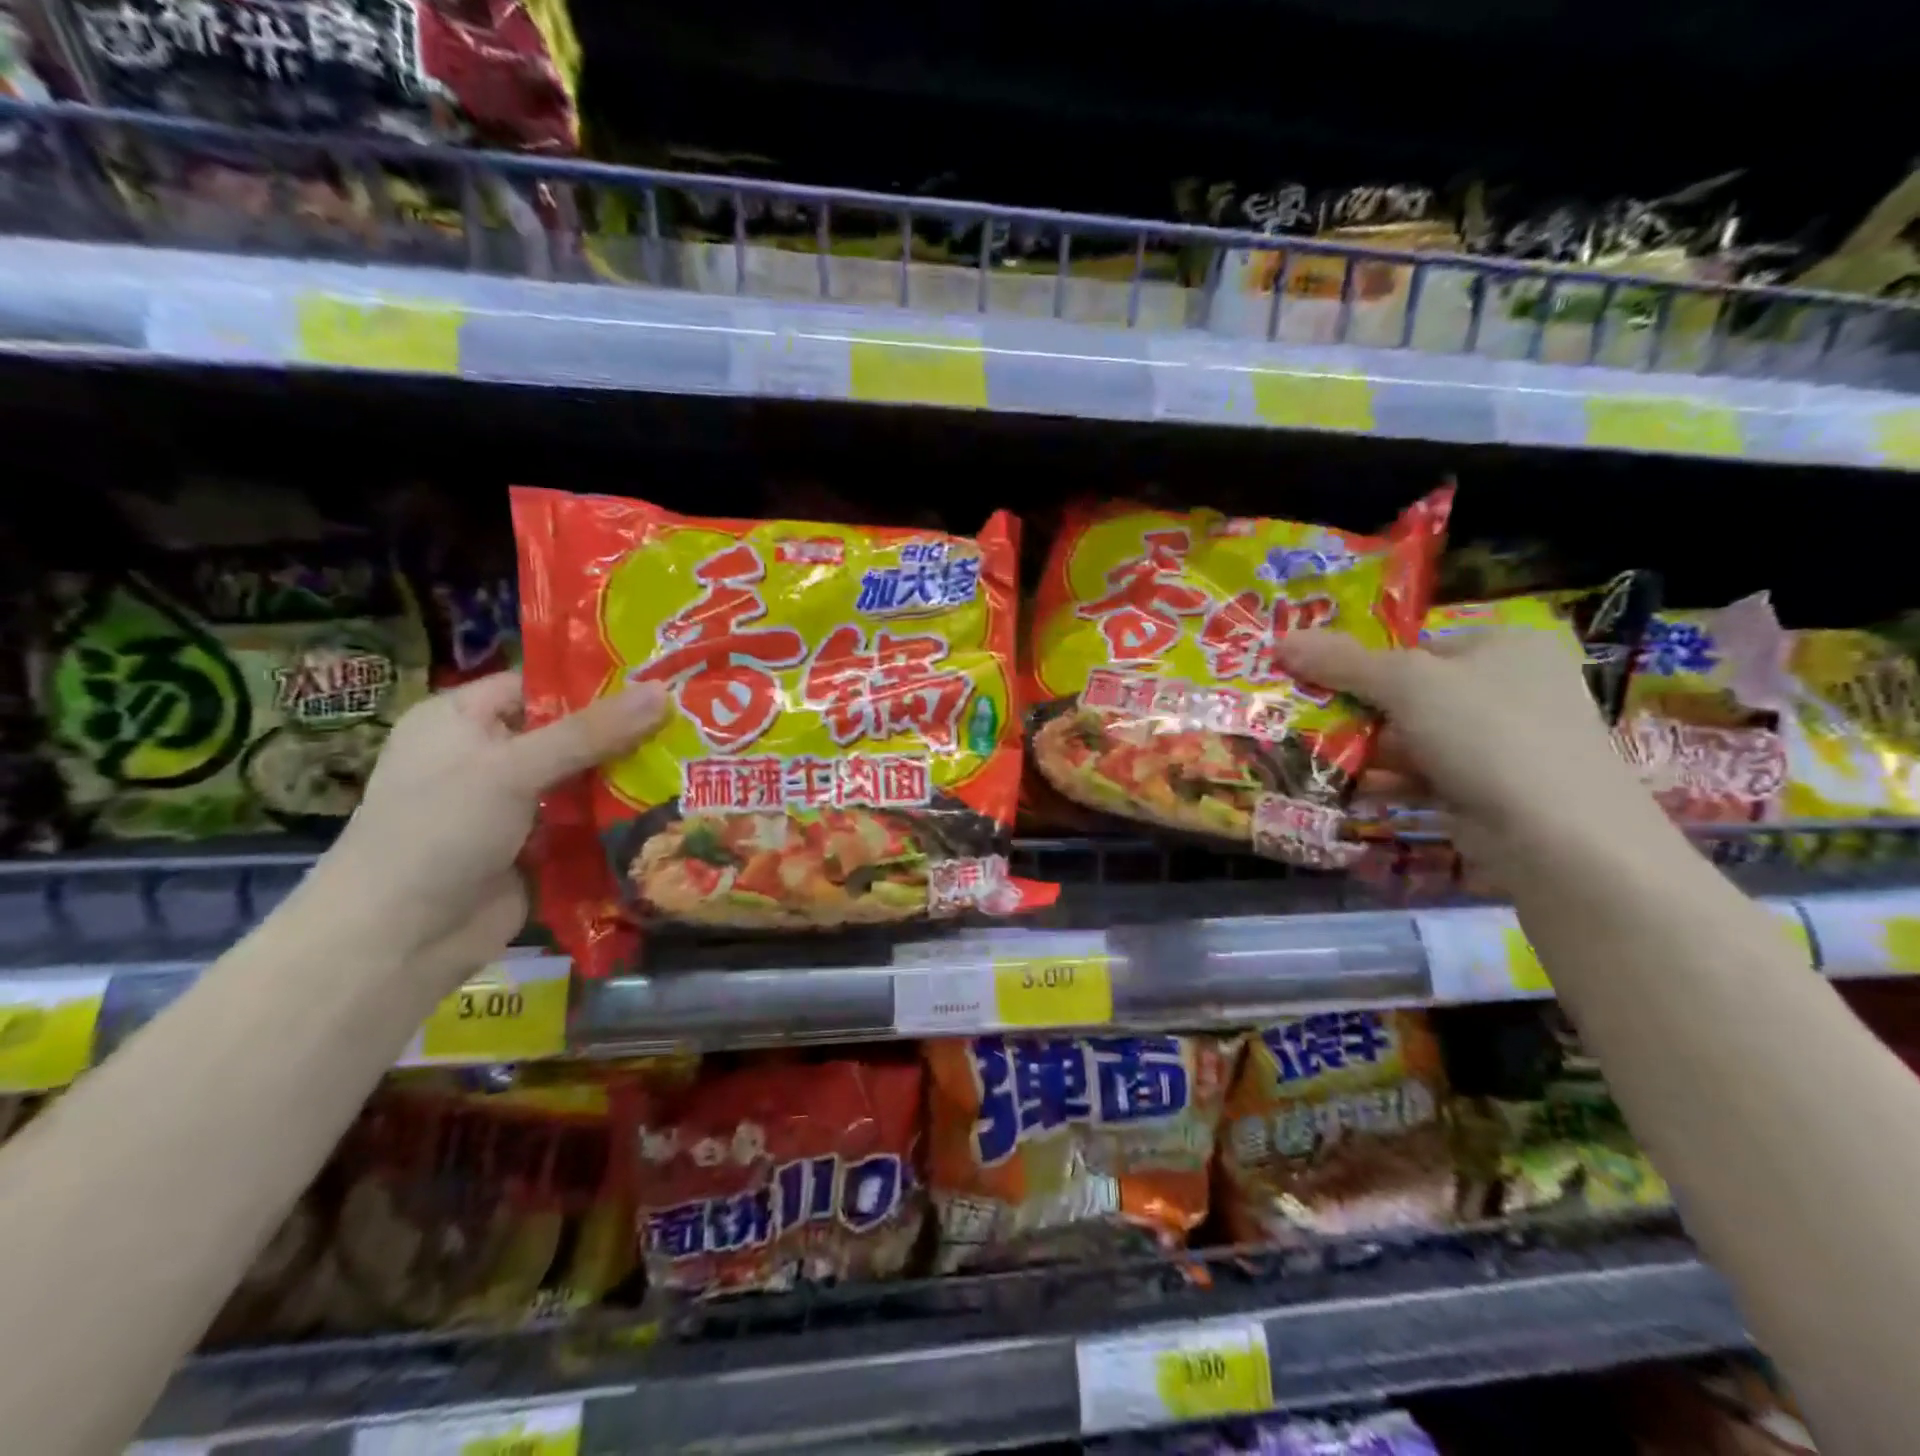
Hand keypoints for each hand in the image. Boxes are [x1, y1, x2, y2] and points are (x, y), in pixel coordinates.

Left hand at [301, 673, 669, 989]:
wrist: (397, 941)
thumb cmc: (439, 832)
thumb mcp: (512, 769)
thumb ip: (591, 732)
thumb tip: (663, 691)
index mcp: (462, 719)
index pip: (539, 685)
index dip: (597, 683)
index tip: (661, 680)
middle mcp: (487, 756)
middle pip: (569, 733)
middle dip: (626, 733)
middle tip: (693, 721)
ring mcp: (512, 805)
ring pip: (582, 780)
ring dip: (628, 777)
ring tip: (696, 760)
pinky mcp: (535, 847)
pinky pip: (585, 822)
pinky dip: (619, 818)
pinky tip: (672, 807)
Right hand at [1277, 626, 1658, 861]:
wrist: (1558, 837)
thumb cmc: (1487, 734)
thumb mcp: (1407, 684)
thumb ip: (1342, 662)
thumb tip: (1281, 639)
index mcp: (1506, 646)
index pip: (1417, 645)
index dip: (1361, 659)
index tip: (1311, 677)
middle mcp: (1510, 689)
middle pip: (1410, 692)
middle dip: (1355, 708)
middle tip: (1301, 715)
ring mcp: (1502, 744)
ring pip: (1412, 737)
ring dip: (1363, 748)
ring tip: (1307, 752)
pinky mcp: (1489, 790)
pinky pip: (1423, 776)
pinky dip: (1385, 781)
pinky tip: (1342, 788)